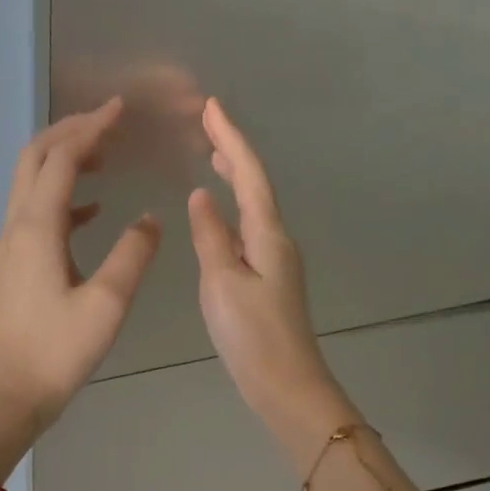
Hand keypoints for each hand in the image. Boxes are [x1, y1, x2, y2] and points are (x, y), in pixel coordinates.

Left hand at [0, 99, 161, 435]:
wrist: (11, 392)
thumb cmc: (59, 351)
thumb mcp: (107, 304)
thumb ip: (132, 255)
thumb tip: (150, 219)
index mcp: (37, 228)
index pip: (61, 158)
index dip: (90, 129)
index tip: (120, 111)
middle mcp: (17, 226)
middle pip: (35, 159)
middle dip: (70, 133)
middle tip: (109, 123)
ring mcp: (11, 245)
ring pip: (31, 183)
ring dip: (63, 160)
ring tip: (104, 157)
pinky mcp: (14, 265)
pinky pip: (35, 213)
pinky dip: (63, 197)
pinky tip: (92, 210)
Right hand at [188, 98, 356, 467]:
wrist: (285, 384)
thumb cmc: (252, 335)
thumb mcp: (223, 283)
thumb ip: (211, 237)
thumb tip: (204, 195)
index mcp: (268, 235)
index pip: (250, 174)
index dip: (231, 138)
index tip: (212, 106)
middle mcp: (278, 240)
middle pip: (257, 185)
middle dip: (234, 152)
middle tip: (208, 125)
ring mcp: (277, 261)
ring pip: (255, 207)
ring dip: (237, 178)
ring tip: (214, 158)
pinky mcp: (270, 281)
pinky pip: (250, 230)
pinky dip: (235, 211)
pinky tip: (220, 217)